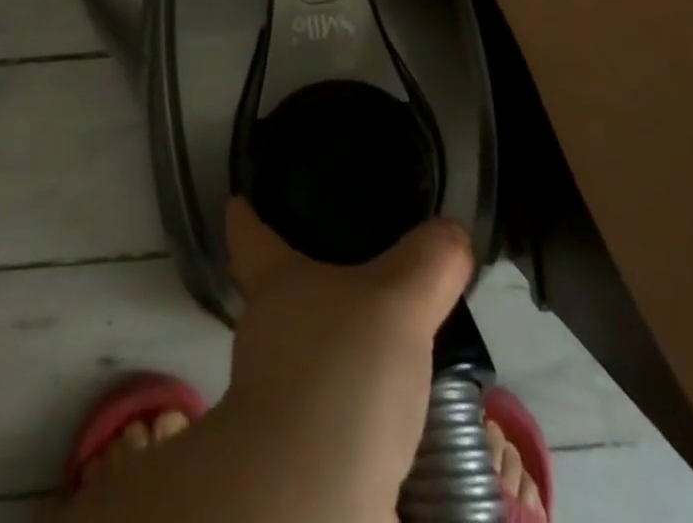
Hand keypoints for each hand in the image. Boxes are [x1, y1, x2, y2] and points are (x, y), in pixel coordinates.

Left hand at [218, 198, 473, 522]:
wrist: (313, 501)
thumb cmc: (340, 371)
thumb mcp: (397, 300)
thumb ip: (428, 262)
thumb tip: (452, 232)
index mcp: (276, 283)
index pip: (251, 235)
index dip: (246, 215)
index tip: (240, 199)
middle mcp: (268, 335)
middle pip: (283, 297)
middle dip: (316, 286)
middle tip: (365, 272)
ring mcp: (283, 399)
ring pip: (315, 360)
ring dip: (349, 355)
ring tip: (404, 347)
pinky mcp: (308, 455)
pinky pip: (342, 417)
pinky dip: (370, 415)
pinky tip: (411, 416)